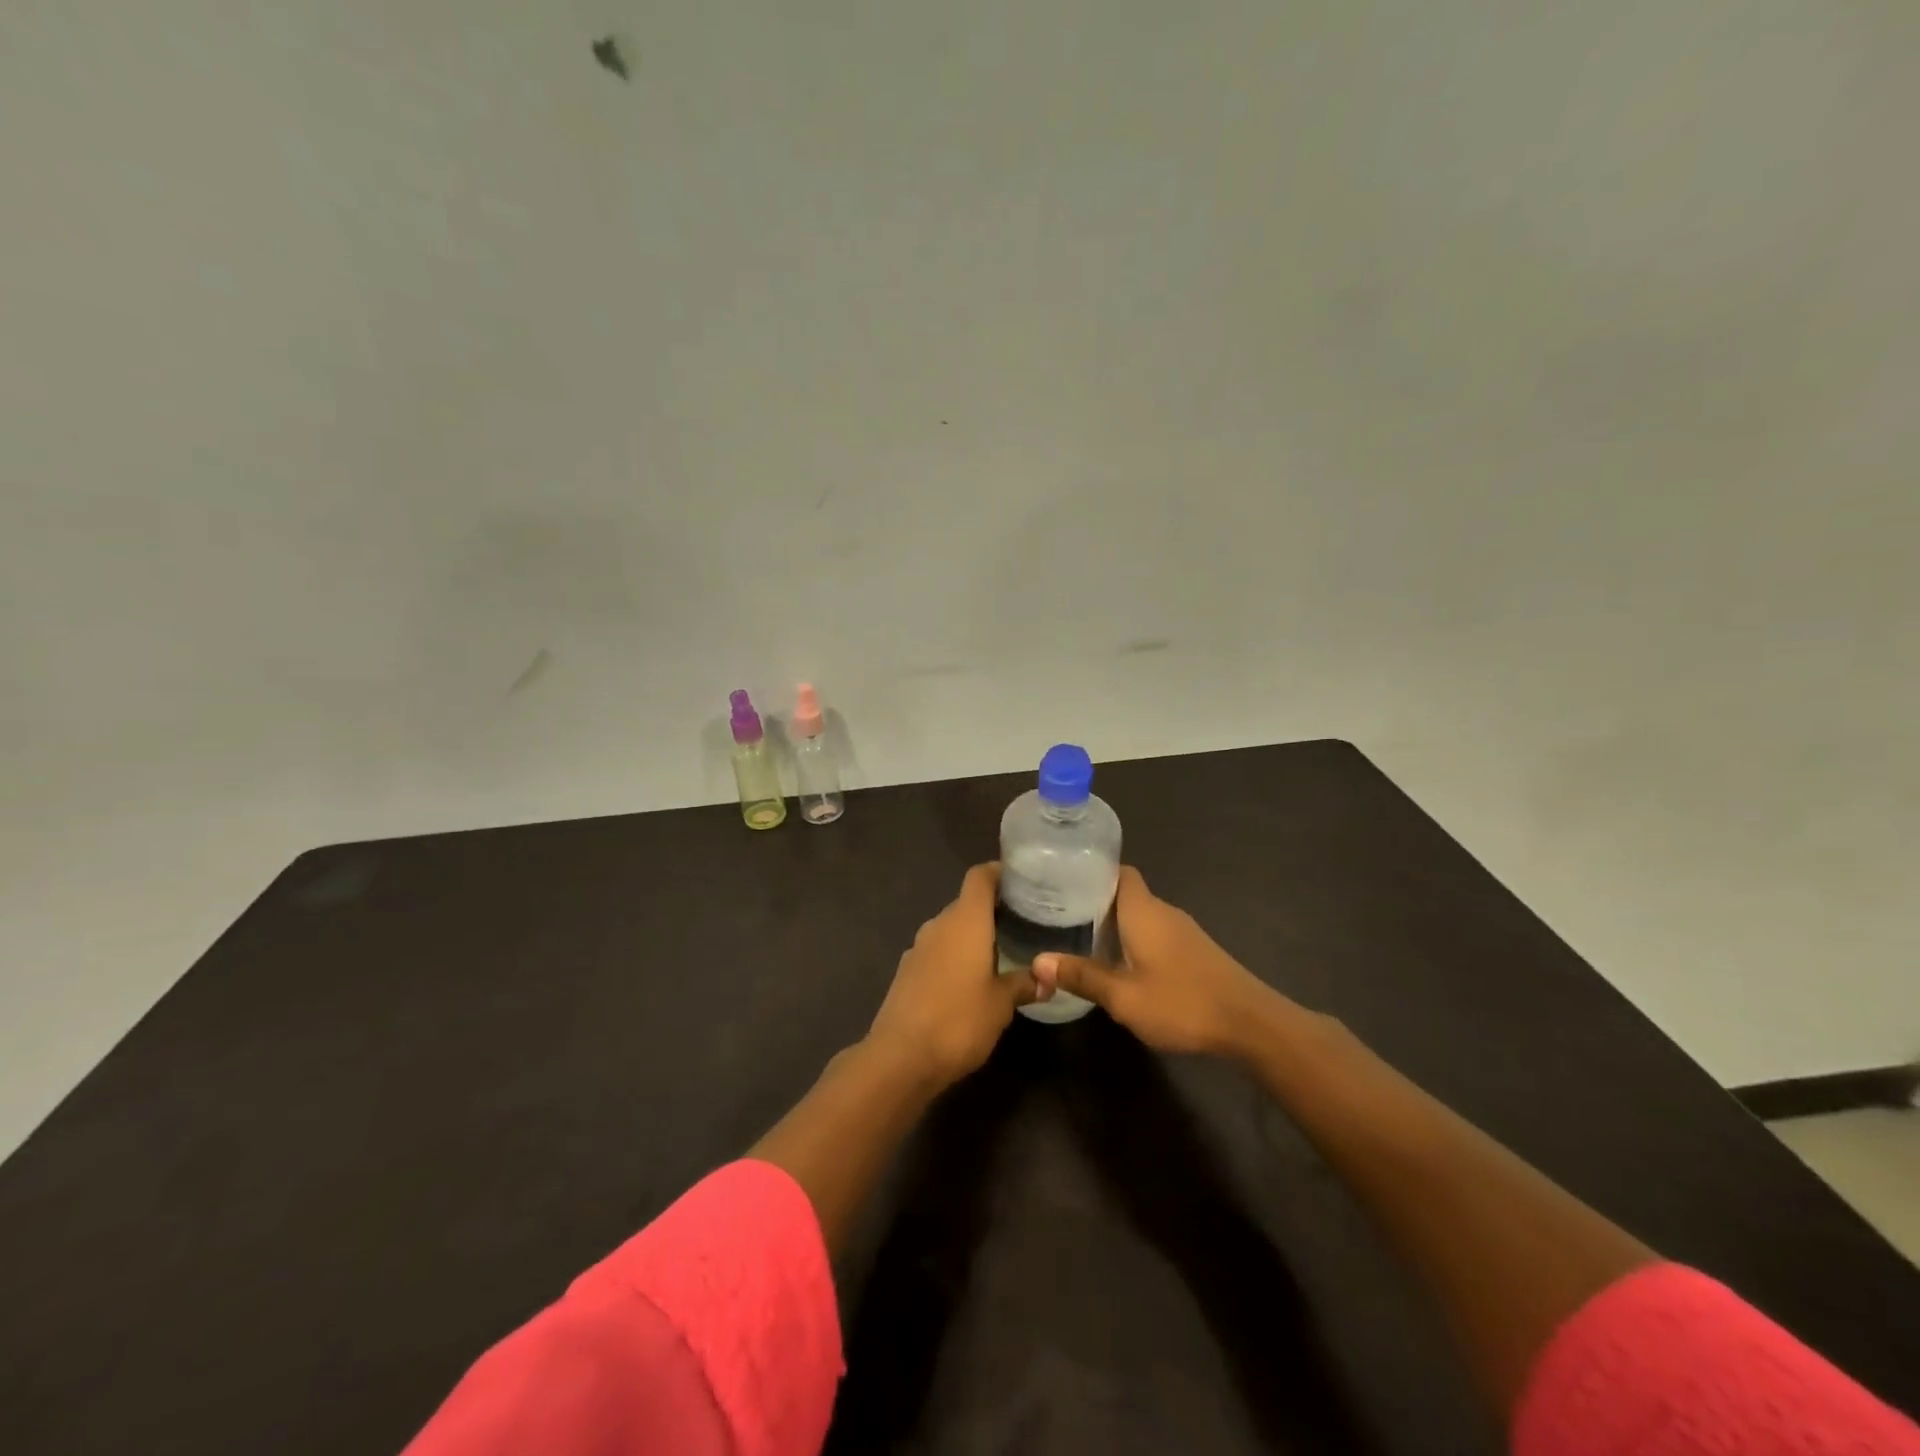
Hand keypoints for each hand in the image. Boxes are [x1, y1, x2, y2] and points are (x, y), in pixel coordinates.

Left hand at [867, 864, 1036, 1086]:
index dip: (1000, 872)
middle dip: (993, 909)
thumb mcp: (1001, 1005)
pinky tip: (972, 980)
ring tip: (1003, 952)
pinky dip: (956, 956)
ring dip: (973, 936)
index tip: (1023, 881)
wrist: (900, 1058)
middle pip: (966, 902)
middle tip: (1024, 922)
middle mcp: (938, 925)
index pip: (980, 877)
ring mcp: (918, 948)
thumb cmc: (958, 1021)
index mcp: (964, 921)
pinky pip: (938, 952)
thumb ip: (1024, 984)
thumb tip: (1047, 977)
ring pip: (951, 929)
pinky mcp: (907, 972)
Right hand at [1032, 866, 1279, 1056]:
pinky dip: (1133, 939)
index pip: (1118, 871)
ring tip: (1080, 938)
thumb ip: (1082, 976)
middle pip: (1125, 893)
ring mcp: (1182, 931)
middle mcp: (1163, 911)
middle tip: (1058, 914)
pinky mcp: (1194, 951)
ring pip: (1140, 915)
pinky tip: (1119, 963)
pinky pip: (1154, 932)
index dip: (1092, 871)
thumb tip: (1038, 961)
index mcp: (1143, 910)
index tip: (1063, 880)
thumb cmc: (1182, 1002)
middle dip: (1094, 900)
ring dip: (1114, 923)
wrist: (1250, 1024)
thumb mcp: (1123, 997)